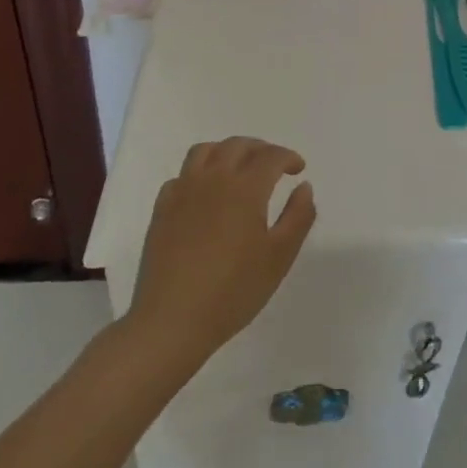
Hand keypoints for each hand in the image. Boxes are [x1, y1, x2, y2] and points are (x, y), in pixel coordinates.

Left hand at [120, 137, 315, 372]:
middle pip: (238, 145)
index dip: (288, 157)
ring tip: (238, 168)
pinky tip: (205, 193)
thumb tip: (304, 186)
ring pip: (205, 151)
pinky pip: (182, 176)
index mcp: (245, 188)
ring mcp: (183, 192)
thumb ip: (298, 216)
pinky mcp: (162, 210)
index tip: (298, 169)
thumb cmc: (233, 290)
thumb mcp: (280, 256)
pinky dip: (199, 174)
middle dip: (261, 148)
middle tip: (274, 164)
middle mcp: (213, 179)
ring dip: (227, 151)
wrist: (172, 321)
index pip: (271, 156)